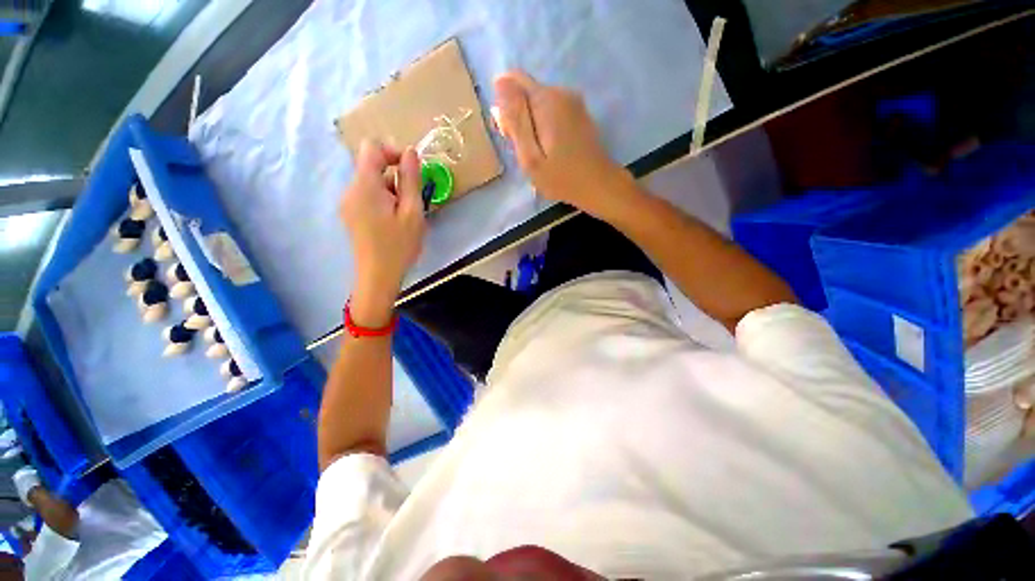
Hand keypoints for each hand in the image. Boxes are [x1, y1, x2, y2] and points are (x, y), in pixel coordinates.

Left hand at [339, 141, 425, 325]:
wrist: (378, 276)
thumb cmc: (399, 245)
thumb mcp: (412, 212)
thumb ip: (410, 180)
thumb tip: (410, 152)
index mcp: (365, 186)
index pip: (371, 148)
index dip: (392, 150)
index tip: (412, 168)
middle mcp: (351, 189)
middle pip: (371, 165)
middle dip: (395, 175)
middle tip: (414, 198)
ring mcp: (348, 203)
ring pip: (371, 182)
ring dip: (391, 189)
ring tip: (406, 213)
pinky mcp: (351, 214)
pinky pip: (367, 195)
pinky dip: (384, 199)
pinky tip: (395, 220)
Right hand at [493, 70, 636, 218]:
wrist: (598, 186)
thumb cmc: (561, 177)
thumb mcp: (530, 156)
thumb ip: (515, 120)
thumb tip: (500, 82)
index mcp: (546, 99)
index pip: (511, 80)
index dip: (504, 105)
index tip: (509, 133)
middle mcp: (561, 92)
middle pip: (525, 93)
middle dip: (518, 117)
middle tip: (524, 150)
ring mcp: (573, 101)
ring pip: (538, 103)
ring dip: (531, 124)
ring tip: (537, 153)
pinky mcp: (578, 112)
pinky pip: (551, 111)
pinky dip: (544, 126)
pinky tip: (550, 149)